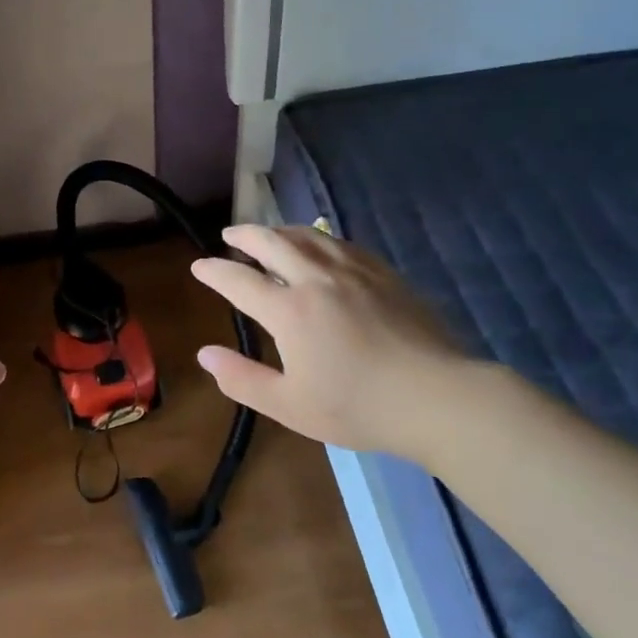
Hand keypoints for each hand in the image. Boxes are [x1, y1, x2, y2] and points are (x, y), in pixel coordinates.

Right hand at [189, 225, 479, 460]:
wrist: (438, 397)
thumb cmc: (358, 407)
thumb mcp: (289, 405)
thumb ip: (242, 379)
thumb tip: (205, 354)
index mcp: (289, 310)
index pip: (239, 280)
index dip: (214, 271)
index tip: (198, 265)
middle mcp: (317, 279)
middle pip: (272, 242)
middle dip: (245, 235)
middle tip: (229, 234)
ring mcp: (354, 272)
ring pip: (309, 236)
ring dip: (281, 230)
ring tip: (269, 234)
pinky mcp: (384, 274)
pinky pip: (341, 244)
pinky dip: (318, 239)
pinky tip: (320, 247)